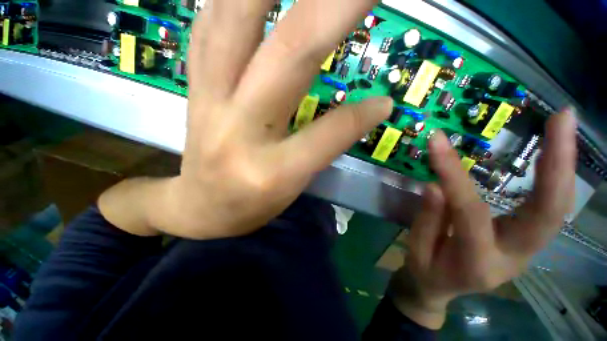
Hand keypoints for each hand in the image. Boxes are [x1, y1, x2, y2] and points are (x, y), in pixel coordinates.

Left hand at [99, 0, 391, 238]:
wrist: (199, 207)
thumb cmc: (249, 204)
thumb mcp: (293, 186)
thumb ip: (328, 145)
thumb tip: (371, 110)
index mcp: (271, 171)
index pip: (326, 134)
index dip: (359, 116)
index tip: (385, 101)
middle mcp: (238, 129)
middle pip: (289, 55)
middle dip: (332, 9)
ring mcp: (208, 99)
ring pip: (235, 21)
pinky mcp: (193, 86)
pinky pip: (208, 27)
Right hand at [391, 109, 576, 328]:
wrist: (441, 289)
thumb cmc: (426, 270)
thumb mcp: (416, 249)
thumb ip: (427, 219)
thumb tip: (435, 185)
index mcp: (477, 262)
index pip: (469, 211)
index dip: (452, 174)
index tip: (437, 141)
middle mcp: (516, 257)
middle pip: (548, 212)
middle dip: (558, 163)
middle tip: (562, 118)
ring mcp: (529, 250)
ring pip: (557, 207)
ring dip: (564, 165)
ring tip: (564, 125)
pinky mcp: (529, 240)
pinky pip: (550, 207)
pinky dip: (556, 177)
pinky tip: (554, 152)